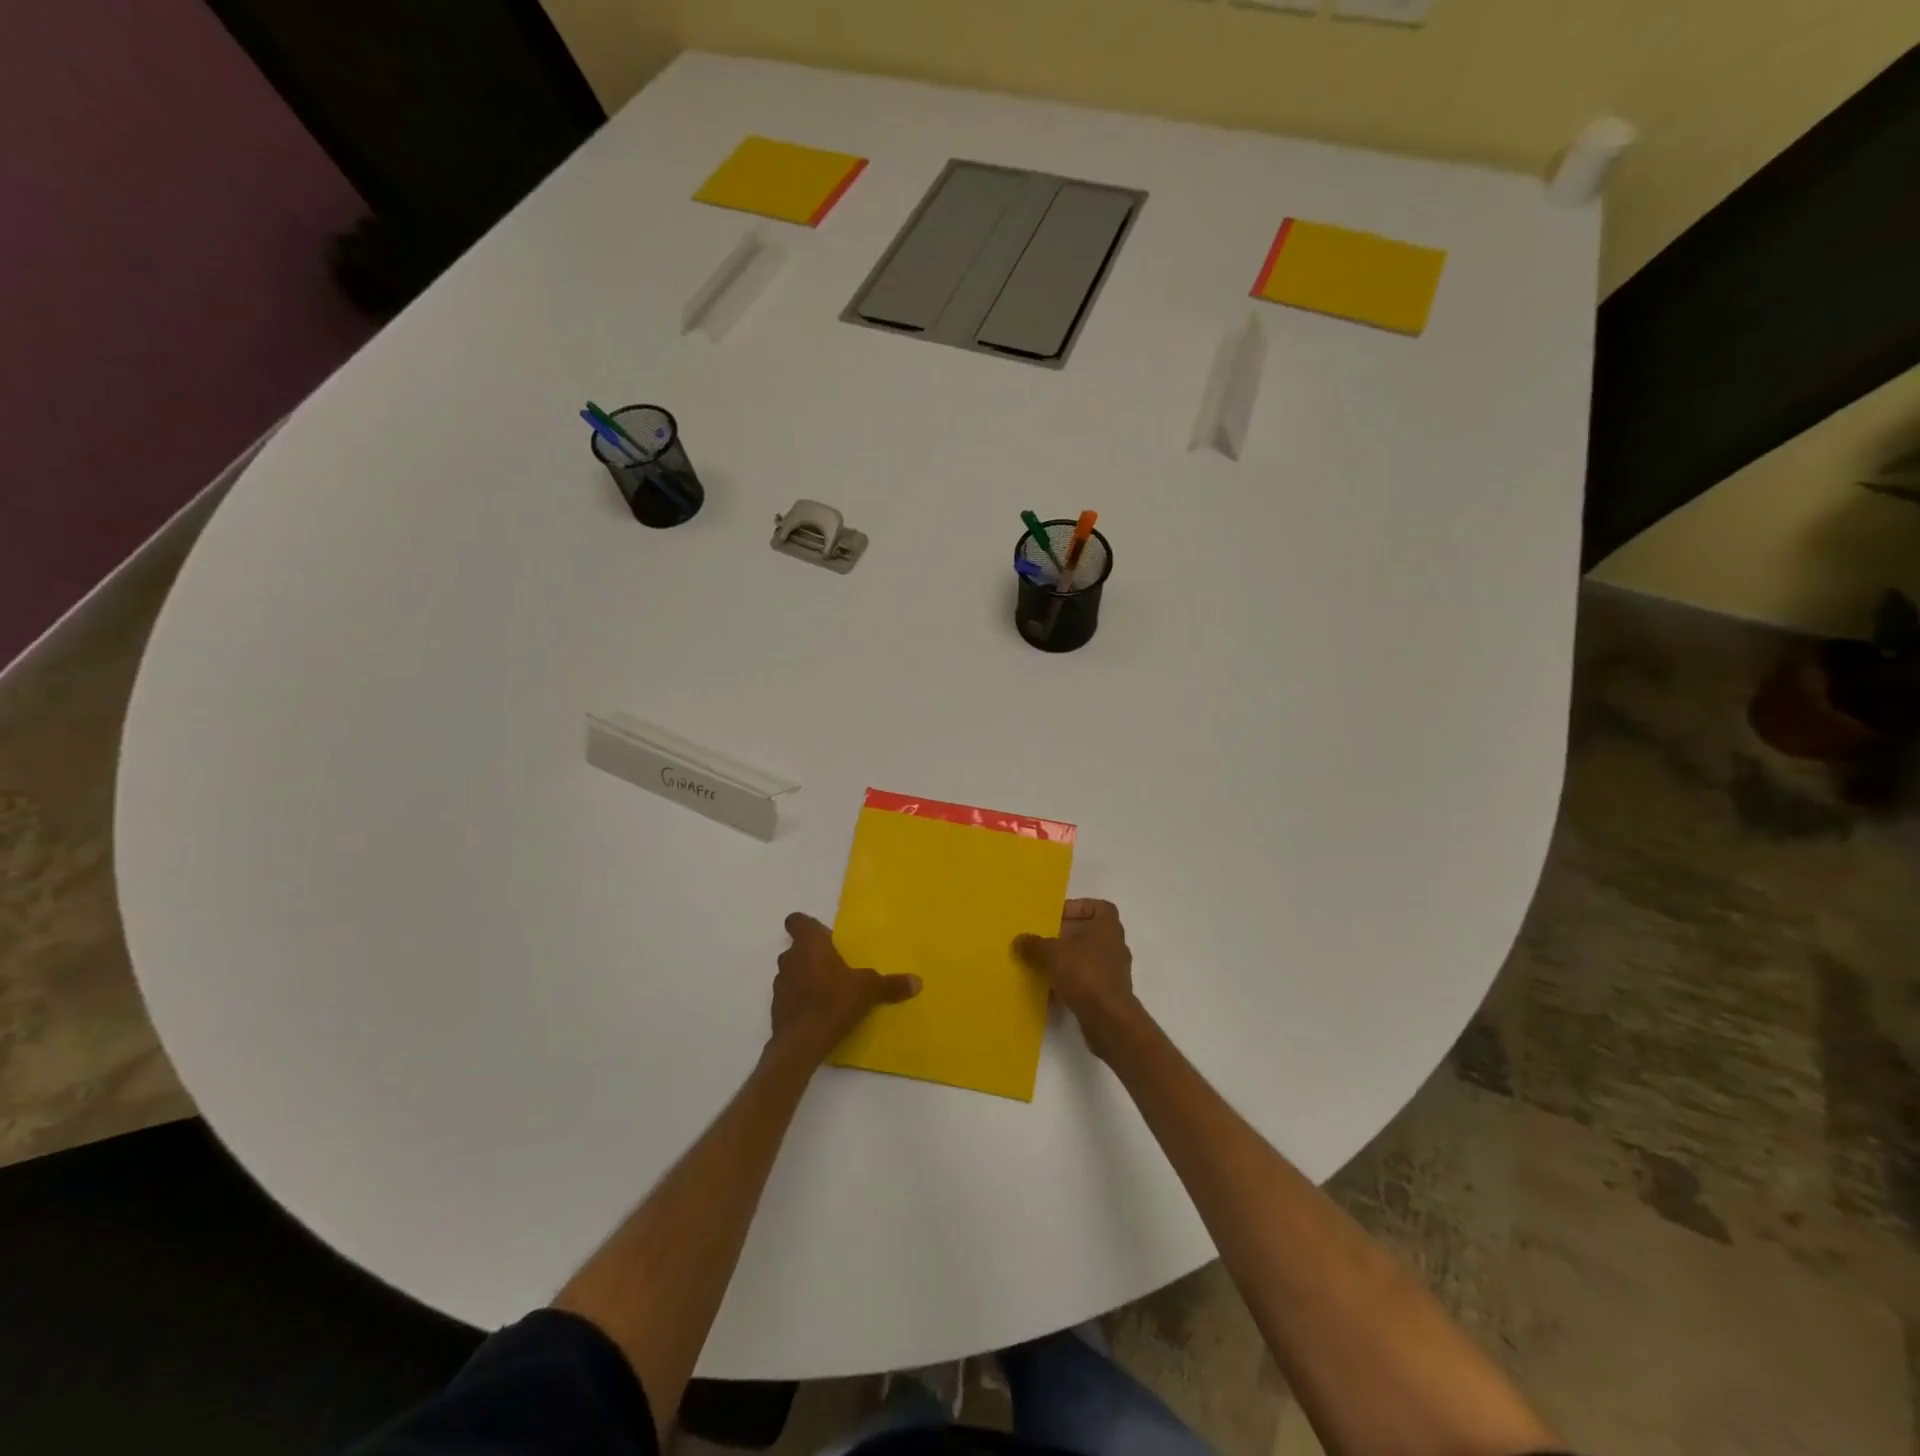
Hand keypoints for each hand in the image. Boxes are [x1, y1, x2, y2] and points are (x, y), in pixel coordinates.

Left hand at [772, 913, 920, 1062]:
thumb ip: (890, 984)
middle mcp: (790, 958)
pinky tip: (817, 1012)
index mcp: (810, 944)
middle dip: (811, 954)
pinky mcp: (776, 1008)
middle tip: (834, 965)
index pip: (796, 921)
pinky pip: (789, 995)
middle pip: (796, 948)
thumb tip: (917, 982)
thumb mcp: (868, 991)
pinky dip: (799, 999)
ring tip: (827, 990)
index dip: (805, 925)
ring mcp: (780, 984)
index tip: (820, 935)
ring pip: (792, 972)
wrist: (801, 1042)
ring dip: (804, 977)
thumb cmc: (833, 1001)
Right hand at [1014, 899, 1143, 1060]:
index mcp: (1107, 926)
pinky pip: (1088, 979)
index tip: (1056, 917)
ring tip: (1043, 965)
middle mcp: (1114, 944)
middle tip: (1043, 940)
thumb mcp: (1051, 954)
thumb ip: (1034, 944)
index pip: (1098, 907)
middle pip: (1089, 932)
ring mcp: (1114, 970)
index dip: (1077, 908)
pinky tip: (1051, 990)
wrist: (1108, 1018)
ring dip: (1067, 960)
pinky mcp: (1110, 993)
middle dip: (1066, 936)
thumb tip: (1020, 940)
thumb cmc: (1083, 973)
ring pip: (1087, 957)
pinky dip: (1072, 981)